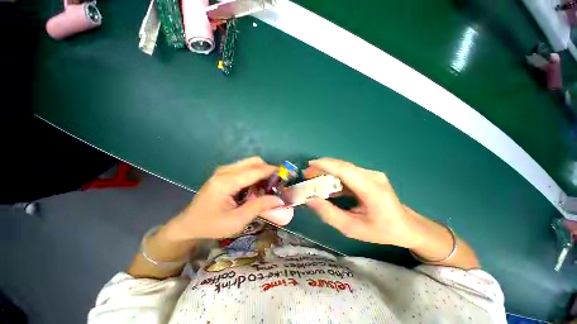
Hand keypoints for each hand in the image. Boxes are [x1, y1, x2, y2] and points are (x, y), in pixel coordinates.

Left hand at [165, 157, 285, 239]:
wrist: (188, 225)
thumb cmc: (211, 226)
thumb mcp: (237, 221)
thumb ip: (259, 207)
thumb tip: (279, 199)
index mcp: (226, 182)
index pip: (255, 170)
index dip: (272, 171)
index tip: (285, 176)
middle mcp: (224, 171)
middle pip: (253, 161)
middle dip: (268, 169)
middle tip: (275, 183)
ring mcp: (223, 170)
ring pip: (249, 162)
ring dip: (261, 171)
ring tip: (267, 186)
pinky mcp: (223, 173)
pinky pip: (244, 167)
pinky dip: (254, 173)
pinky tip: (255, 186)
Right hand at [305, 158, 416, 247]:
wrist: (407, 226)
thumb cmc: (381, 230)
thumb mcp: (352, 228)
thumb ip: (329, 214)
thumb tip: (310, 200)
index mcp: (371, 189)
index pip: (344, 170)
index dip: (325, 165)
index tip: (309, 166)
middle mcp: (372, 176)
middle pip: (342, 166)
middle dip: (322, 167)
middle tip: (307, 175)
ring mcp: (372, 174)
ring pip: (344, 168)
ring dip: (327, 171)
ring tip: (313, 178)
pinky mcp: (370, 176)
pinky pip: (348, 173)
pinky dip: (335, 176)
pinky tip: (327, 184)